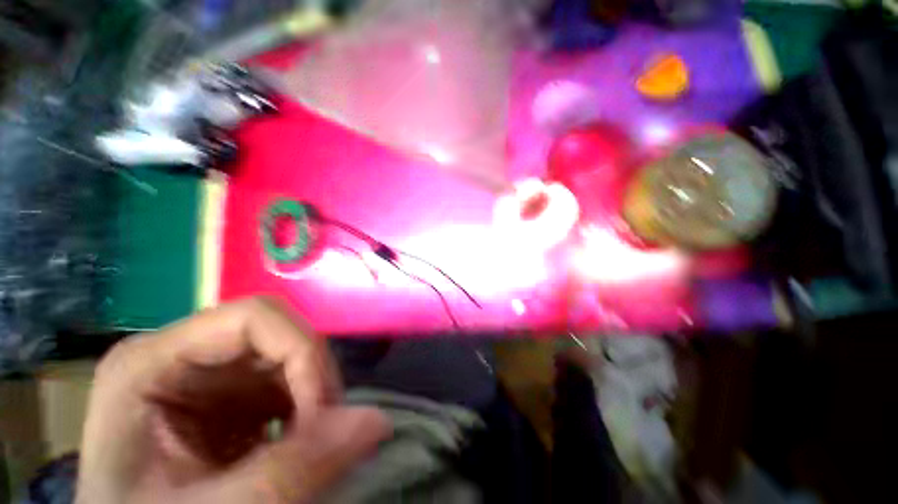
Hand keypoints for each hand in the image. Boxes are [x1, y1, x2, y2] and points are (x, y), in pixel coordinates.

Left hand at [76, 298, 389, 503]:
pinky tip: (299, 446)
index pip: (254, 317)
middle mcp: (185, 355)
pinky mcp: (231, 395)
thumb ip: (288, 471)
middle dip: (314, 379)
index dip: (301, 352)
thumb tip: (377, 420)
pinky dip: (308, 411)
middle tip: (328, 433)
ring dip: (316, 396)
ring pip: (292, 359)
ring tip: (314, 446)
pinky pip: (289, 384)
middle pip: (279, 335)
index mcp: (153, 361)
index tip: (322, 414)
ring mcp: (211, 374)